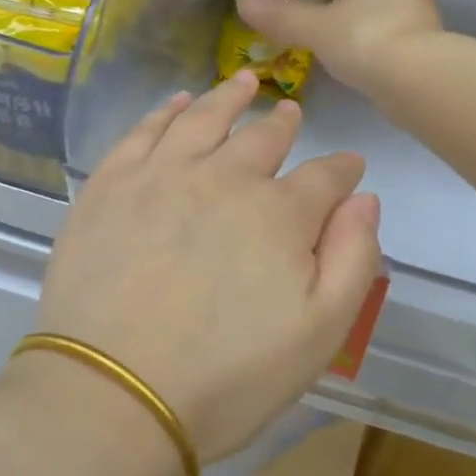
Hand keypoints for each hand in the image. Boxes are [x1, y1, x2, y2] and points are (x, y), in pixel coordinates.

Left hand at [30, 70, 383, 464]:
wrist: (112, 395)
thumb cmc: (227, 378)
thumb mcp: (320, 334)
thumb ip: (353, 259)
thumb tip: (364, 199)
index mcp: (280, 213)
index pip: (326, 176)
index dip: (343, 168)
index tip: (350, 164)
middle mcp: (224, 177)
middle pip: (264, 136)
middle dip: (284, 122)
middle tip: (291, 111)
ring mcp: (163, 174)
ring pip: (205, 118)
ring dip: (229, 96)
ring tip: (242, 80)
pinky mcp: (111, 185)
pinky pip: (145, 130)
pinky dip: (166, 110)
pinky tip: (177, 102)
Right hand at [239, 0, 442, 93]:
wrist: (415, 78)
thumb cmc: (362, 37)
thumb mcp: (314, 28)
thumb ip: (282, 16)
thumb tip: (244, 4)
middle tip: (316, 11)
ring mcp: (420, 7)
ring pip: (383, 5)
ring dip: (363, 17)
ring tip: (332, 37)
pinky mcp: (428, 37)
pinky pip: (394, 29)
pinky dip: (377, 38)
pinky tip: (358, 57)